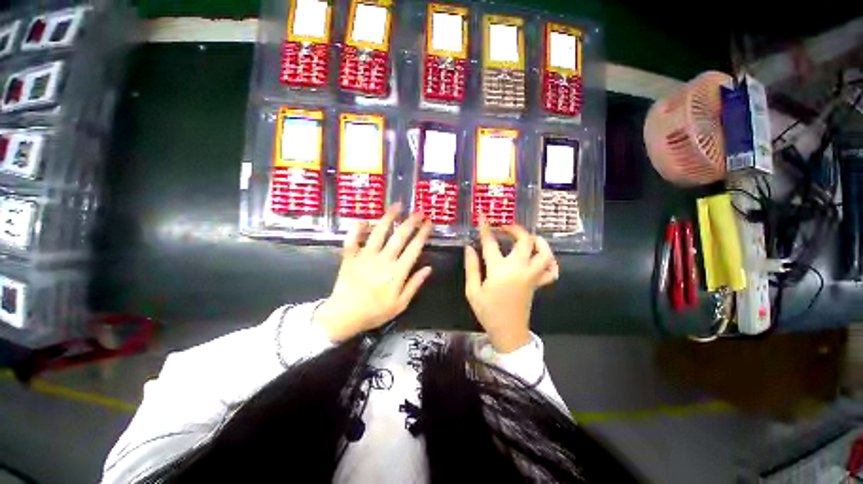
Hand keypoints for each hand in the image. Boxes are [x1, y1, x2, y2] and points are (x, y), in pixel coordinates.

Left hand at [314, 204, 432, 341]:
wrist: (344, 316)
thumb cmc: (374, 312)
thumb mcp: (400, 304)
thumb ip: (414, 285)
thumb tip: (429, 268)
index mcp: (397, 272)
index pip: (414, 248)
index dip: (422, 234)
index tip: (429, 223)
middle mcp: (383, 260)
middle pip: (399, 237)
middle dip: (411, 222)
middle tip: (418, 211)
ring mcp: (365, 257)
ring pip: (378, 233)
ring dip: (388, 218)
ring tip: (397, 206)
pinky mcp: (350, 257)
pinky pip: (352, 239)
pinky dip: (356, 228)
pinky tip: (363, 219)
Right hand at [464, 217, 558, 352]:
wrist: (508, 332)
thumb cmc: (488, 312)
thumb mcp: (472, 291)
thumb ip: (471, 267)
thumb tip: (469, 248)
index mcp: (499, 271)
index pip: (490, 244)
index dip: (485, 228)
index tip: (482, 216)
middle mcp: (519, 269)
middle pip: (524, 241)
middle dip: (515, 229)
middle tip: (505, 227)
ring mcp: (532, 276)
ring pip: (544, 253)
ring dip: (537, 241)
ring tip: (527, 238)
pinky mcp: (538, 284)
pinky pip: (552, 271)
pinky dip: (550, 261)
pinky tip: (540, 258)